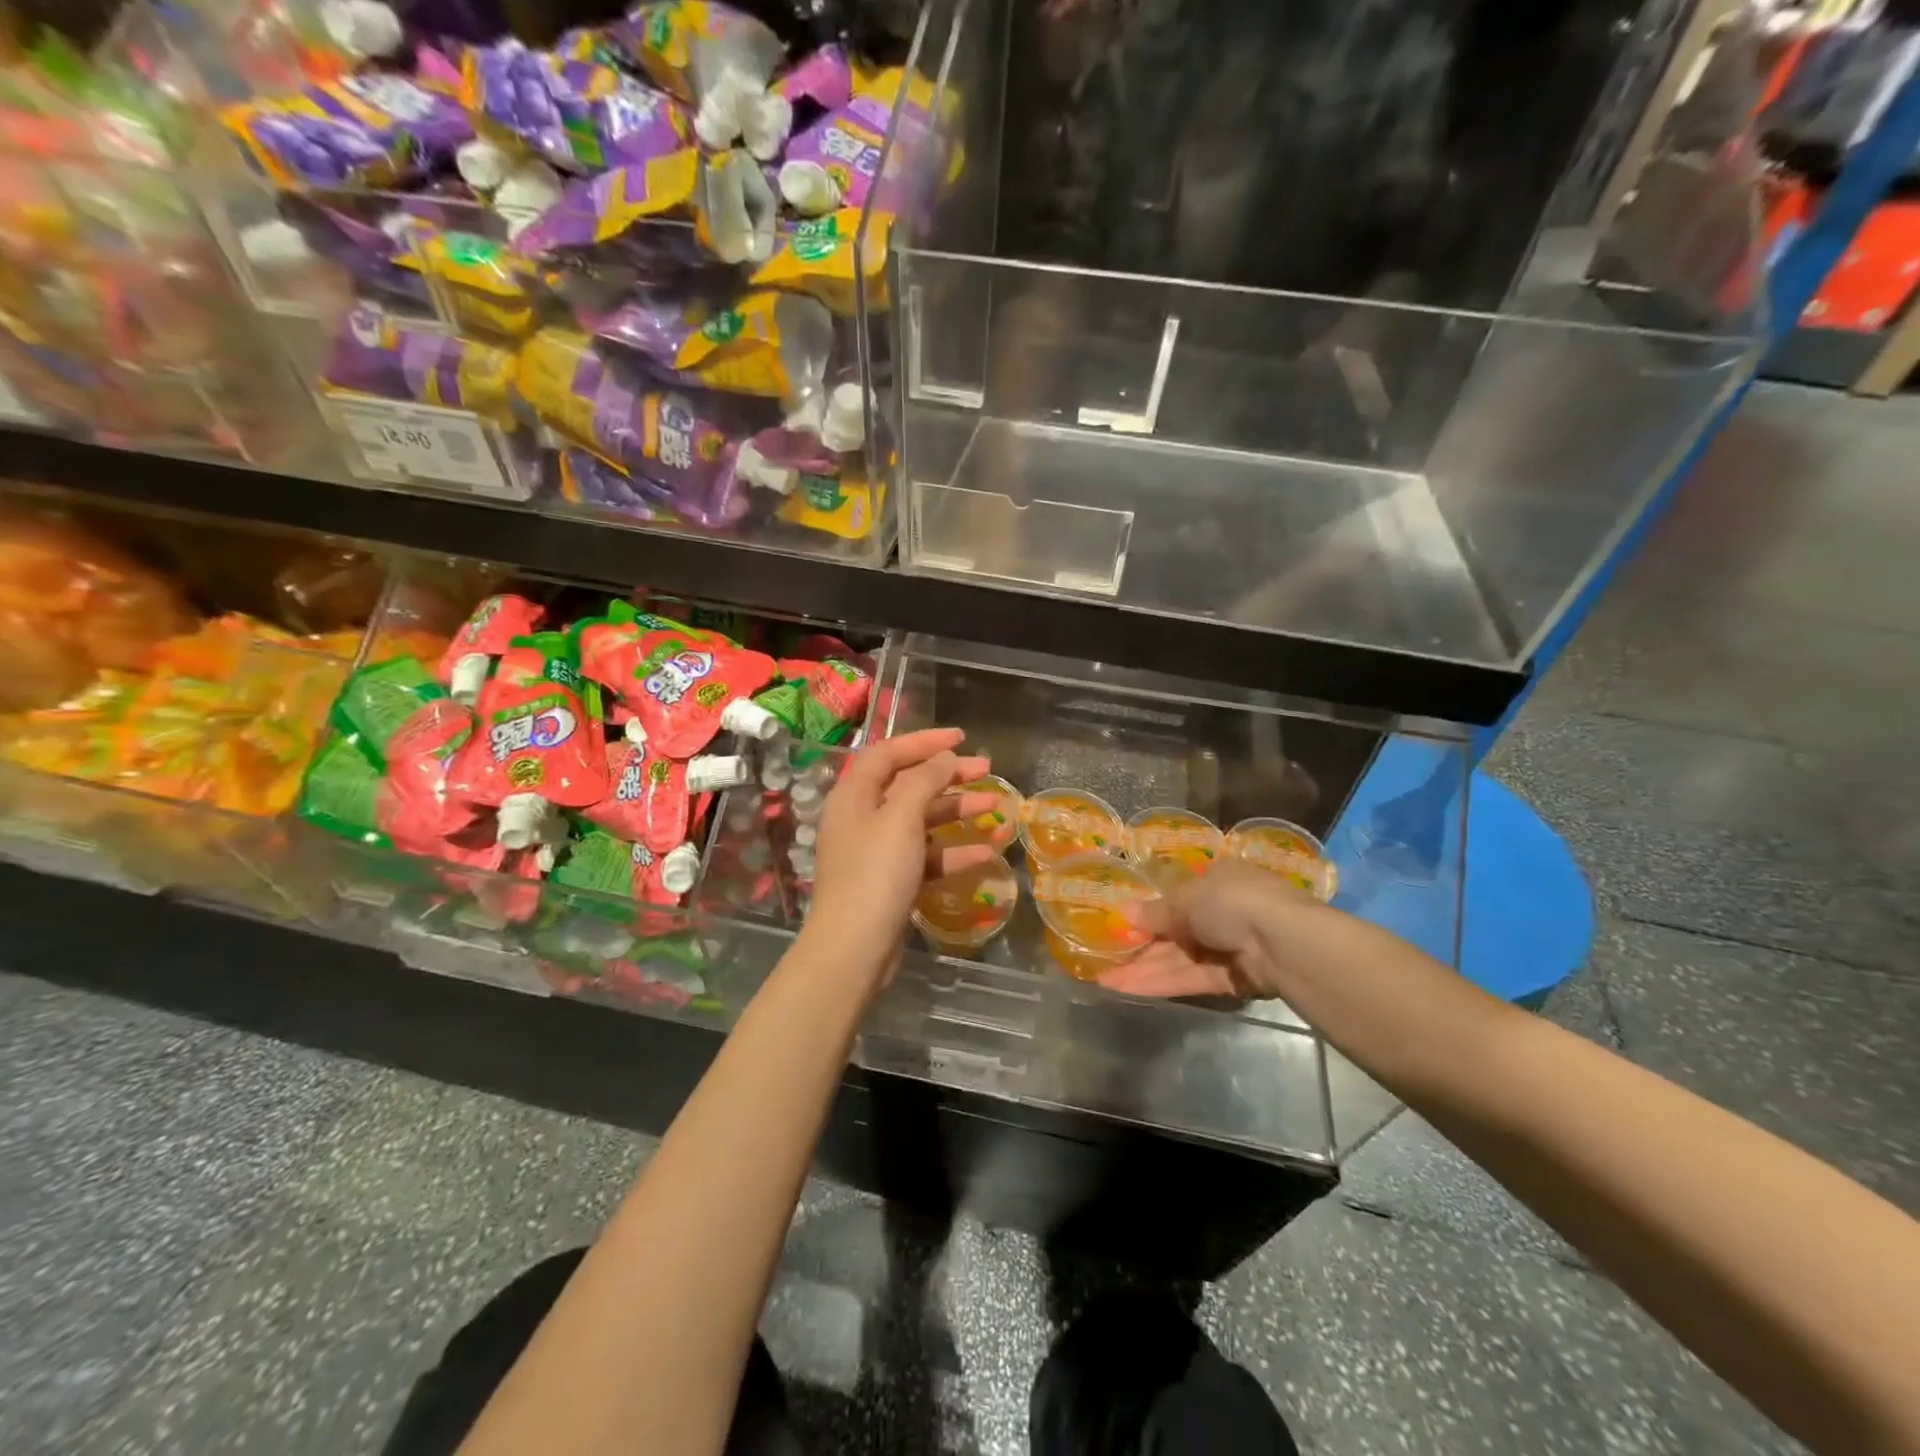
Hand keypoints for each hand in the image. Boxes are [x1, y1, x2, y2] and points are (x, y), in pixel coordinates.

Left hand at [802, 728, 998, 981]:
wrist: (854, 950)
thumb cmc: (875, 874)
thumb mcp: (901, 818)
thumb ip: (924, 781)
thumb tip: (943, 757)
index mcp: (854, 795)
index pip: (889, 753)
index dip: (924, 741)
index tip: (962, 738)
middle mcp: (862, 817)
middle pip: (908, 784)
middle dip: (948, 776)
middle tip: (987, 770)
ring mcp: (876, 851)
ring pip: (921, 820)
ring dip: (956, 812)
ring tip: (995, 806)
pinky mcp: (891, 881)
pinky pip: (925, 856)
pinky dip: (952, 852)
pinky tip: (985, 853)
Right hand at [1098, 861, 1306, 1000]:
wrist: (1285, 944)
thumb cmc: (1233, 901)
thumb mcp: (1186, 898)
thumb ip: (1155, 911)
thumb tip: (1124, 914)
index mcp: (1216, 881)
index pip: (1177, 897)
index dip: (1147, 912)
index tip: (1118, 924)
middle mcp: (1223, 913)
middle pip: (1173, 932)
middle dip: (1139, 946)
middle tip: (1102, 958)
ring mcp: (1227, 948)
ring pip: (1177, 959)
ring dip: (1142, 968)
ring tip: (1103, 980)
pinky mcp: (1232, 980)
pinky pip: (1190, 979)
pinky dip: (1160, 983)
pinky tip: (1127, 988)